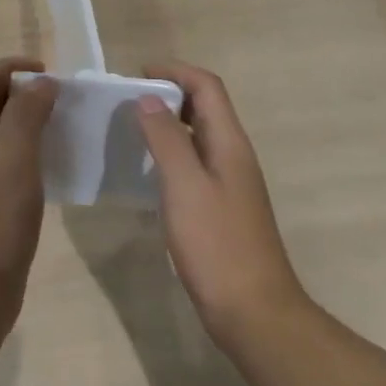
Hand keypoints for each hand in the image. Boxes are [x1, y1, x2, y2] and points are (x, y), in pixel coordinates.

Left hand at [0, 56, 56, 318]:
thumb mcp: (14, 160)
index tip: (49, 74)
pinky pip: (2, 161)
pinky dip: (24, 152)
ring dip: (25, 122)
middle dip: (22, 93)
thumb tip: (40, 82)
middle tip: (59, 101)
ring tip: (60, 129)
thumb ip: (26, 115)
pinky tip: (49, 168)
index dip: (13, 67)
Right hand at [137, 60, 308, 348]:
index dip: (175, 71)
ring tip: (134, 129)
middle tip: (130, 100)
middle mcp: (234, 155)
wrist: (255, 314)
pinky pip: (196, 162)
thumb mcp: (185, 186)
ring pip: (199, 135)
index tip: (138, 74)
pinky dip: (172, 153)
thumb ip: (166, 138)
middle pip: (205, 106)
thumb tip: (148, 98)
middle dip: (170, 93)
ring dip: (170, 123)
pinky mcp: (222, 208)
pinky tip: (150, 172)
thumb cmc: (218, 245)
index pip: (207, 86)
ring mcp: (231, 183)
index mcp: (229, 142)